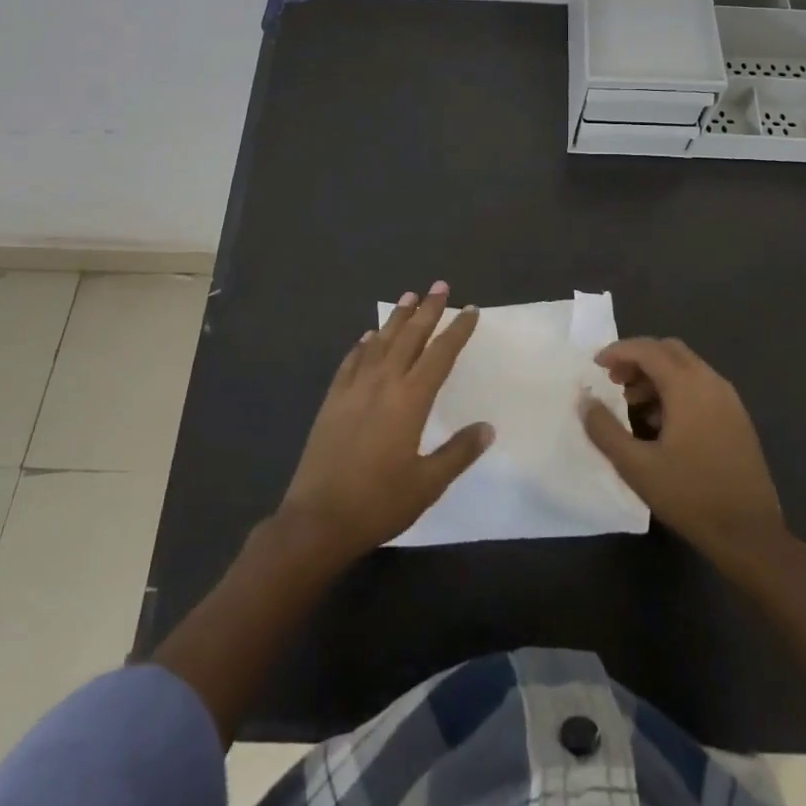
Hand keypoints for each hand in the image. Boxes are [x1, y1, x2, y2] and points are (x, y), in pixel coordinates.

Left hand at [278, 283, 493, 560]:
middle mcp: (383, 383)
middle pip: (410, 337)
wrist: (318, 519)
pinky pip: (351, 361)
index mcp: (410, 400)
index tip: (470, 309)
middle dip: (428, 310)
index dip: (457, 330)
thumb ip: (459, 452)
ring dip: (396, 319)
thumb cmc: (379, 502)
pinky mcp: (333, 400)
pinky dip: (363, 345)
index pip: (440, 354)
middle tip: (440, 286)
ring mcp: (354, 389)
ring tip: (408, 297)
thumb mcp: (428, 483)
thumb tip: (488, 427)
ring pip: (380, 343)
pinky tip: (368, 337)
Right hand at [580, 337, 787, 564]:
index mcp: (687, 387)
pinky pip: (701, 386)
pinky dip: (676, 389)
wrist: (749, 534)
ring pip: (687, 367)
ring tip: (632, 402)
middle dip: (638, 358)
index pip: (648, 350)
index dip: (619, 351)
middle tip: (613, 380)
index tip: (596, 365)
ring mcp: (729, 399)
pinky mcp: (737, 418)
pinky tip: (661, 422)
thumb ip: (604, 429)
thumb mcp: (635, 466)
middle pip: (669, 351)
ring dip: (656, 374)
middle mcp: (711, 382)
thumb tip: (584, 401)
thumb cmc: (689, 495)